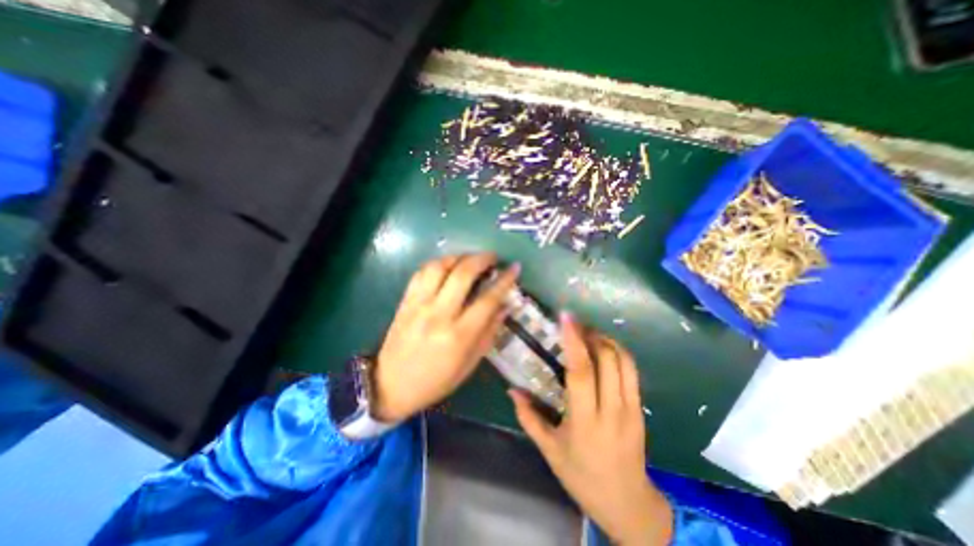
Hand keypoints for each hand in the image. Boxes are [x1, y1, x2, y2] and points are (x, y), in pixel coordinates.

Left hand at [374, 253, 519, 421]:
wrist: (391, 385)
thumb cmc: (437, 380)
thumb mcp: (470, 363)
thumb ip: (489, 332)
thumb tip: (505, 306)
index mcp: (459, 335)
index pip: (488, 299)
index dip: (505, 280)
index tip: (515, 268)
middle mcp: (439, 314)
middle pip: (463, 274)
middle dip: (482, 259)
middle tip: (492, 257)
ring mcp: (419, 305)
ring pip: (439, 267)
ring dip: (459, 257)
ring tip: (469, 259)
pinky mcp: (405, 301)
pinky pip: (421, 272)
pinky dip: (438, 263)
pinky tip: (447, 266)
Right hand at [510, 314, 678, 543]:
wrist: (628, 504)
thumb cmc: (582, 477)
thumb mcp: (549, 450)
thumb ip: (528, 417)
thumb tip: (512, 390)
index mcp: (584, 421)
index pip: (581, 371)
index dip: (574, 340)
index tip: (566, 317)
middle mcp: (611, 410)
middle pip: (606, 358)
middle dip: (590, 334)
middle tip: (575, 326)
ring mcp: (630, 408)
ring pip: (623, 360)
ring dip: (605, 340)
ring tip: (588, 334)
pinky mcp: (640, 409)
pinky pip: (632, 371)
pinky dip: (618, 353)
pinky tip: (603, 351)